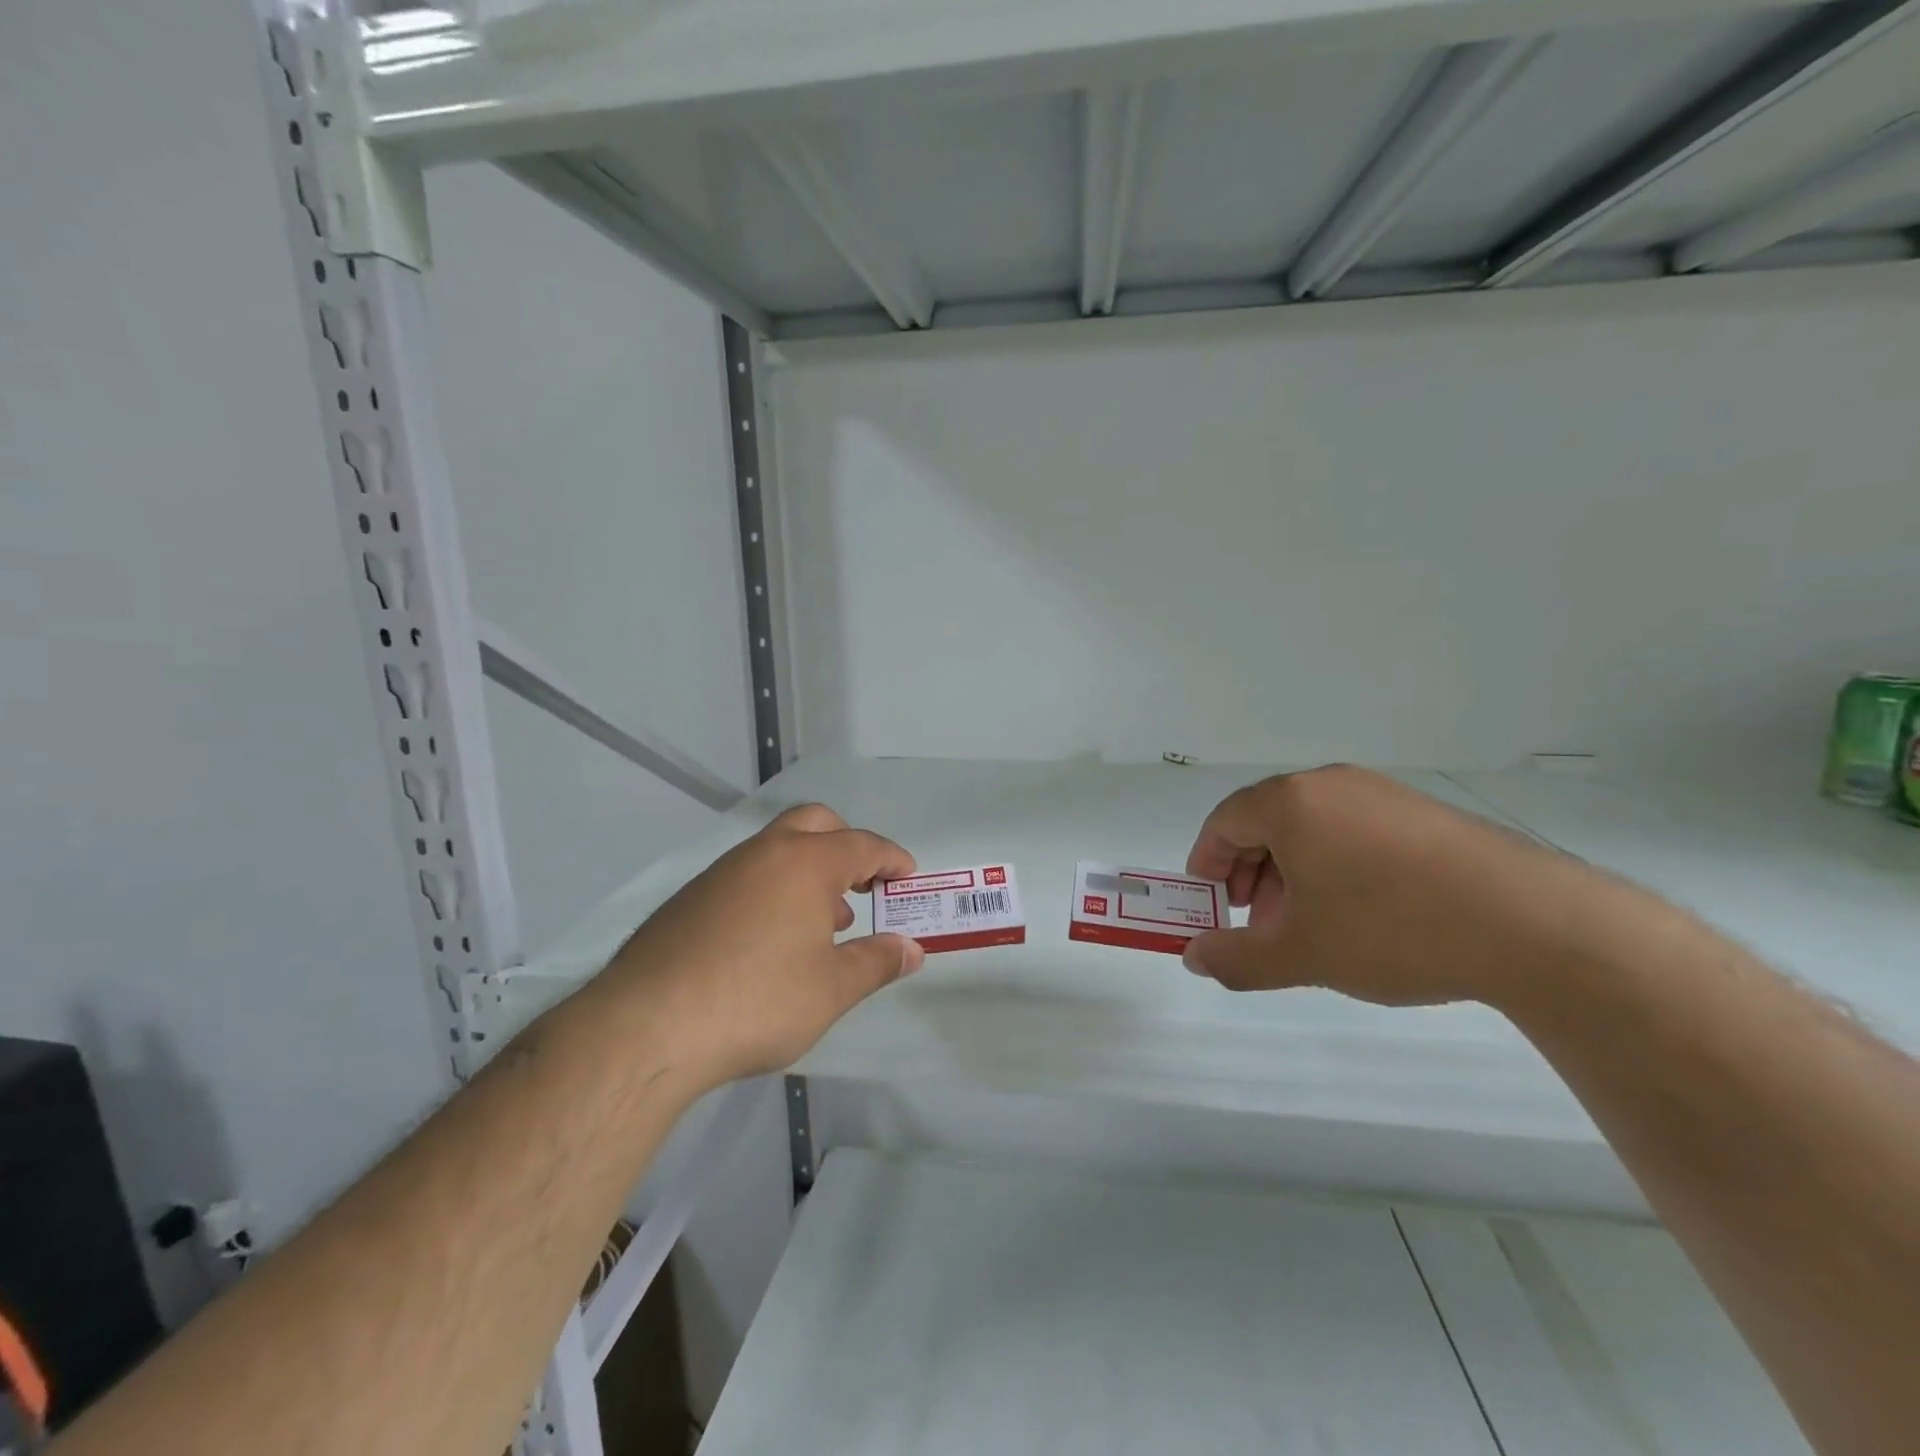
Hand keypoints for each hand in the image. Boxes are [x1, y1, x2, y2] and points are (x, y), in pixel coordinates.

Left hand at [598, 804, 923, 1088]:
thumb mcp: (832, 989)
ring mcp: (721, 872)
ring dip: (809, 870)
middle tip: (864, 884)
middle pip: (816, 823)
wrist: (647, 1026)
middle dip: (847, 846)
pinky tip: (771, 940)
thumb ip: (877, 962)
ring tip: (823, 922)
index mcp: (805, 863)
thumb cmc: (758, 1001)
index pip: (863, 844)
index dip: (891, 858)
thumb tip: (911, 949)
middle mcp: (764, 853)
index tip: (908, 876)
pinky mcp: (690, 898)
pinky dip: (774, 889)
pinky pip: (747, 875)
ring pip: (777, 849)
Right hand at [1182, 765, 1618, 1009]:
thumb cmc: (1391, 929)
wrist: (1531, 924)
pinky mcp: (1422, 812)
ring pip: (1312, 827)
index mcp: (1291, 804)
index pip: (1224, 822)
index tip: (1211, 903)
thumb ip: (1236, 958)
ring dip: (1292, 872)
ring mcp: (1381, 793)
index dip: (1207, 863)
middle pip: (1266, 821)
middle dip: (1250, 873)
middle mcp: (1330, 785)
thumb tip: (1195, 957)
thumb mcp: (1301, 955)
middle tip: (1258, 922)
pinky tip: (1361, 912)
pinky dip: (1335, 865)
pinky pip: (1354, 830)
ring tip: (1309, 924)